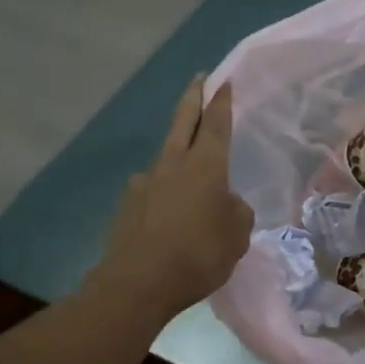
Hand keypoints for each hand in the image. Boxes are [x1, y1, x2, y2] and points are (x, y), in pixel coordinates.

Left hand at [90, 75, 253, 322]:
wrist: (138, 283)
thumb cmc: (198, 254)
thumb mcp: (237, 236)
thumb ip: (237, 212)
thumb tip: (226, 204)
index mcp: (206, 167)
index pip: (216, 124)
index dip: (221, 101)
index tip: (223, 80)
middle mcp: (173, 165)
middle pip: (183, 122)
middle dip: (192, 99)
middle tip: (198, 80)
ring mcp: (145, 183)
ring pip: (166, 156)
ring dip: (177, 151)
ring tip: (187, 167)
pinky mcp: (127, 206)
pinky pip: (151, 189)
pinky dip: (162, 191)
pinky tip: (167, 212)